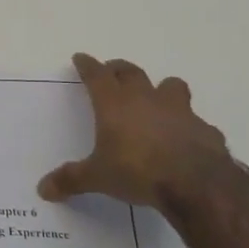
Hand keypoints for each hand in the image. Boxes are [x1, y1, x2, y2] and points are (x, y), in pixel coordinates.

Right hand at [37, 54, 231, 210]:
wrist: (196, 184)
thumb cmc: (137, 171)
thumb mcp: (97, 178)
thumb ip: (71, 180)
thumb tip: (43, 189)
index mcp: (114, 105)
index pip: (97, 76)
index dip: (87, 66)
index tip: (81, 58)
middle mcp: (146, 100)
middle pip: (131, 73)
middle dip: (119, 69)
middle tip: (112, 71)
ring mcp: (179, 111)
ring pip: (170, 86)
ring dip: (161, 88)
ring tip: (156, 97)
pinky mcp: (204, 129)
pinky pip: (195, 121)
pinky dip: (188, 125)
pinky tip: (185, 139)